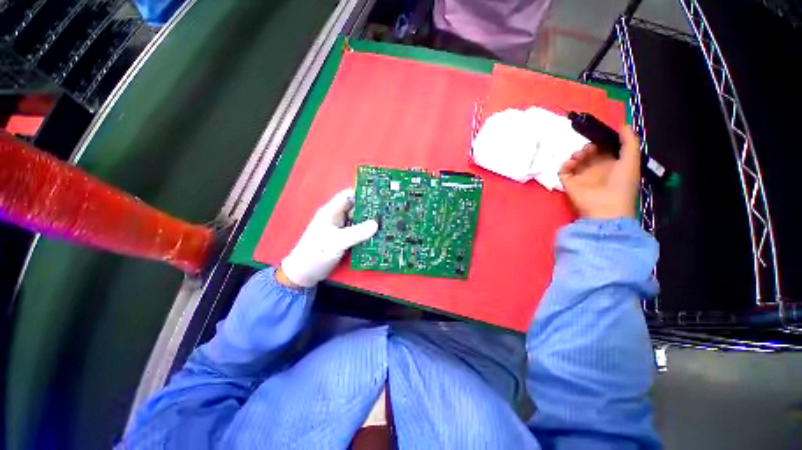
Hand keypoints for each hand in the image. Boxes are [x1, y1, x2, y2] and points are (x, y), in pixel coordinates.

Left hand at [279, 188, 378, 286]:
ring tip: (386, 222)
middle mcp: (336, 217)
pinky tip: (377, 235)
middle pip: (355, 208)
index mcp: (331, 212)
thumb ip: (357, 233)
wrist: (304, 274)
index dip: (362, 194)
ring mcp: (340, 229)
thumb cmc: (316, 254)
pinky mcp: (343, 239)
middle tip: (387, 210)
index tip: (378, 196)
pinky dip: (366, 232)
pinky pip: (357, 231)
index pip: (347, 195)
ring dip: (369, 222)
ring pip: (357, 220)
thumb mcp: (337, 242)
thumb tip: (376, 224)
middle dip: (369, 209)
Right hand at [558, 126, 639, 219]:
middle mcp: (596, 169)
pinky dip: (565, 165)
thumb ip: (629, 141)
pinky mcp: (569, 183)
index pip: (605, 149)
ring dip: (577, 154)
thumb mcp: (632, 159)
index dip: (601, 141)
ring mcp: (582, 176)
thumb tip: (622, 124)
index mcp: (613, 164)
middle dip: (588, 147)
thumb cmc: (622, 183)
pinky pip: (563, 171)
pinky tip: (571, 163)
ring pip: (575, 160)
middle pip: (589, 153)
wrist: (606, 207)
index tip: (598, 135)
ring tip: (580, 156)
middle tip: (589, 148)